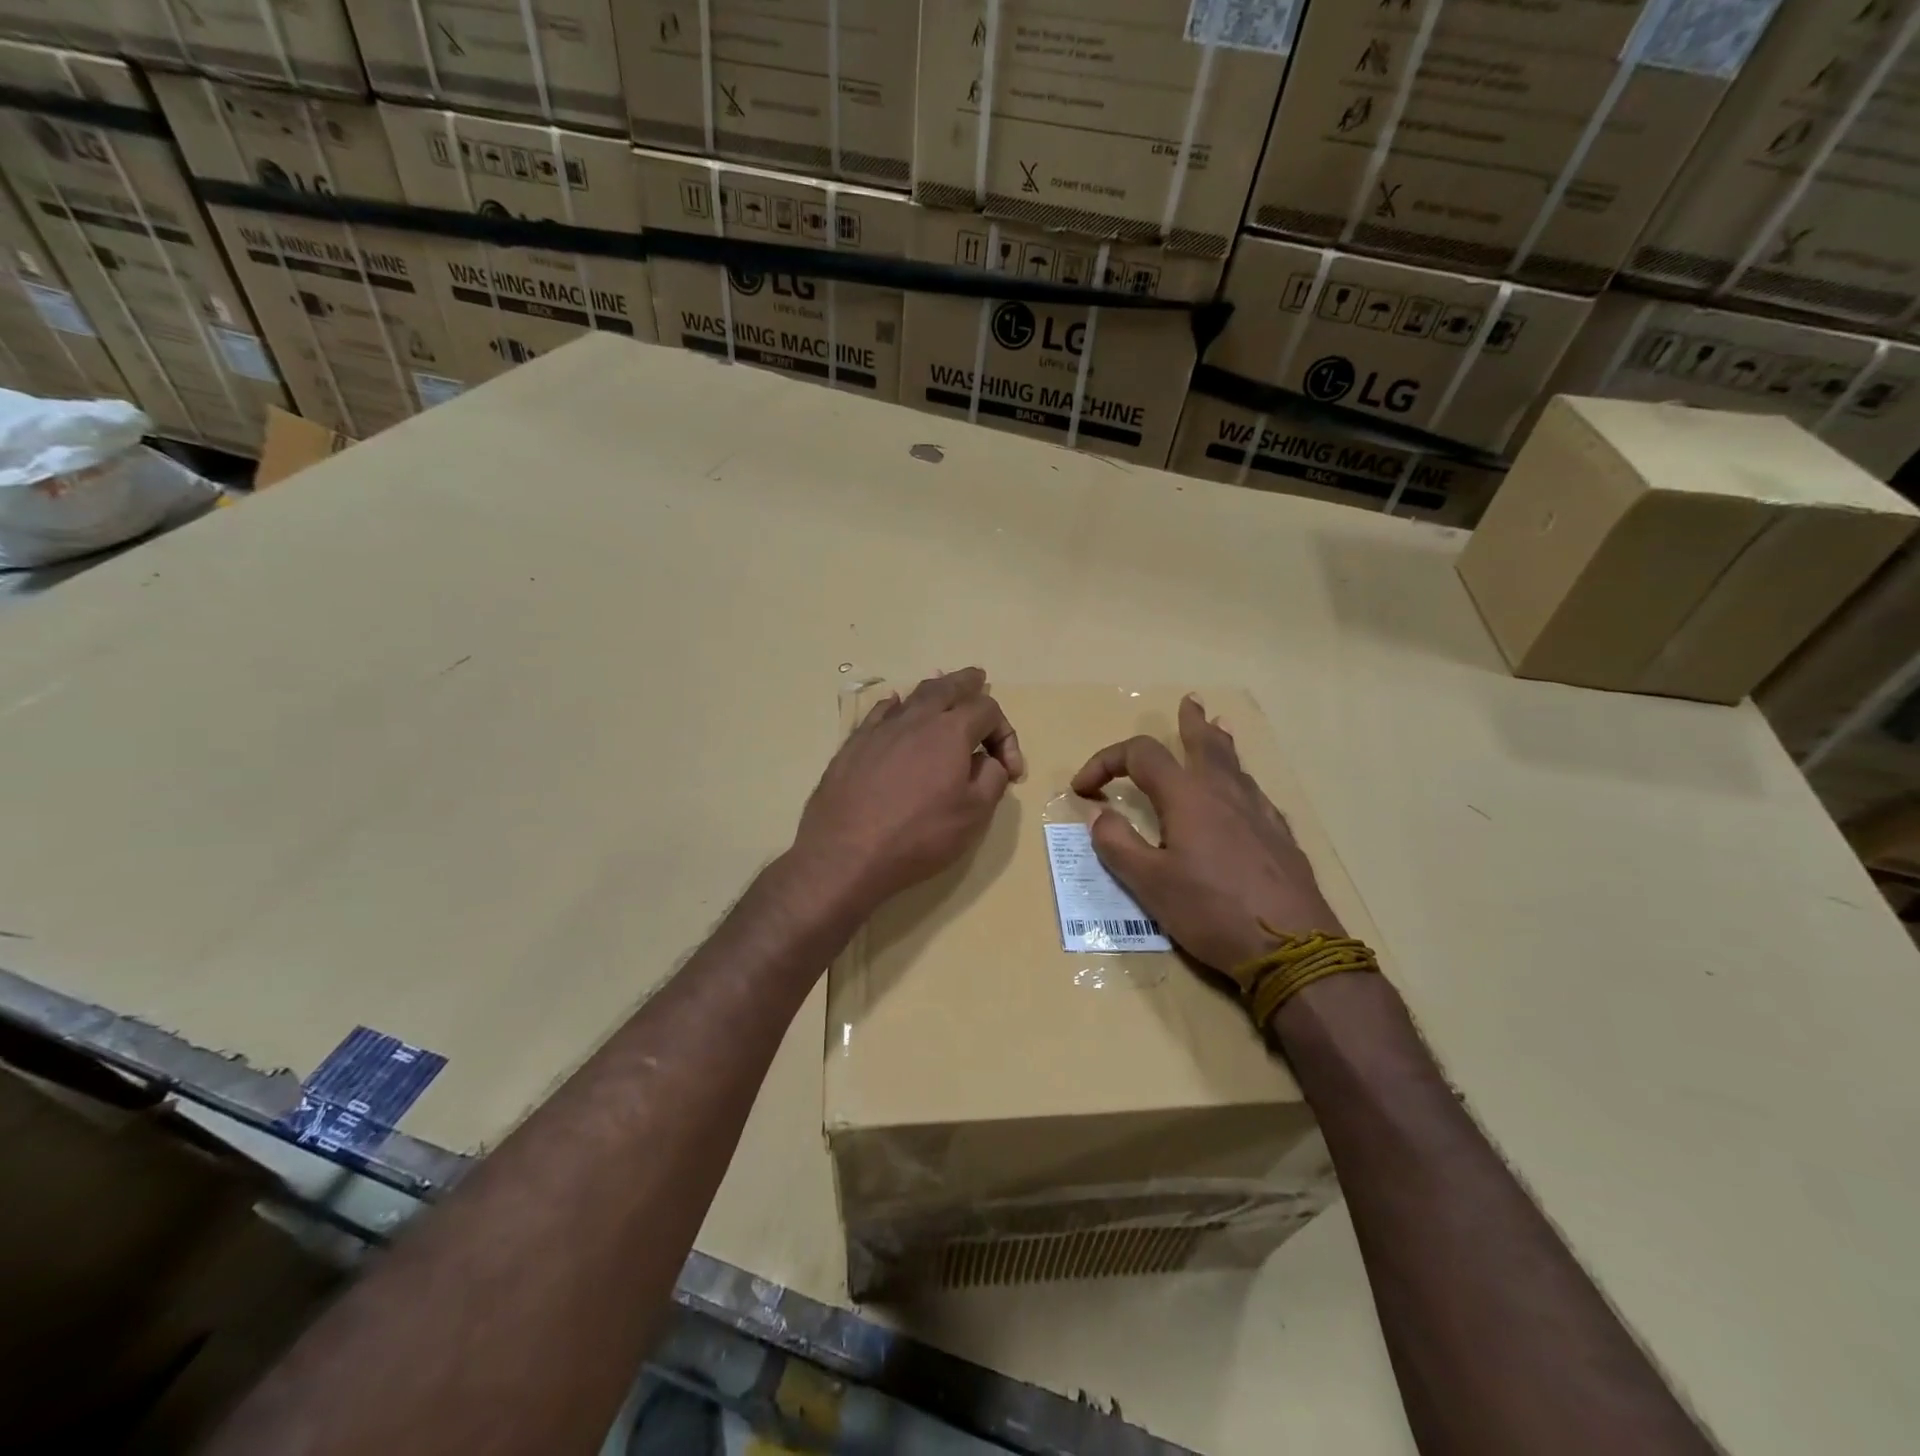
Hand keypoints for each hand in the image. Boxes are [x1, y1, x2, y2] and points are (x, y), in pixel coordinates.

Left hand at [792, 668, 1024, 912]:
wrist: (846, 853)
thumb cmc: (918, 836)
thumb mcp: (974, 815)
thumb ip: (991, 780)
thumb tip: (989, 761)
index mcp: (951, 732)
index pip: (987, 710)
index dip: (1006, 734)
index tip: (1010, 770)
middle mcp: (916, 720)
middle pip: (947, 687)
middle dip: (967, 683)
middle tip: (978, 677)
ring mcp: (881, 729)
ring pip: (913, 696)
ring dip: (934, 689)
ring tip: (942, 686)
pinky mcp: (854, 745)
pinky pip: (881, 713)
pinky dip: (896, 706)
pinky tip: (895, 708)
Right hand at [1070, 695, 1342, 972]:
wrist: (1293, 947)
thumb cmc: (1212, 911)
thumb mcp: (1149, 884)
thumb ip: (1118, 844)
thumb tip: (1098, 814)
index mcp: (1188, 797)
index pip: (1140, 755)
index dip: (1105, 762)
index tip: (1083, 789)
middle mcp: (1225, 793)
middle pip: (1205, 743)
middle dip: (1189, 722)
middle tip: (1188, 703)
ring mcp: (1259, 812)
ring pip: (1235, 764)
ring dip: (1219, 743)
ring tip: (1218, 728)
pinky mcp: (1280, 836)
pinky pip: (1255, 792)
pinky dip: (1240, 779)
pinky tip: (1242, 795)